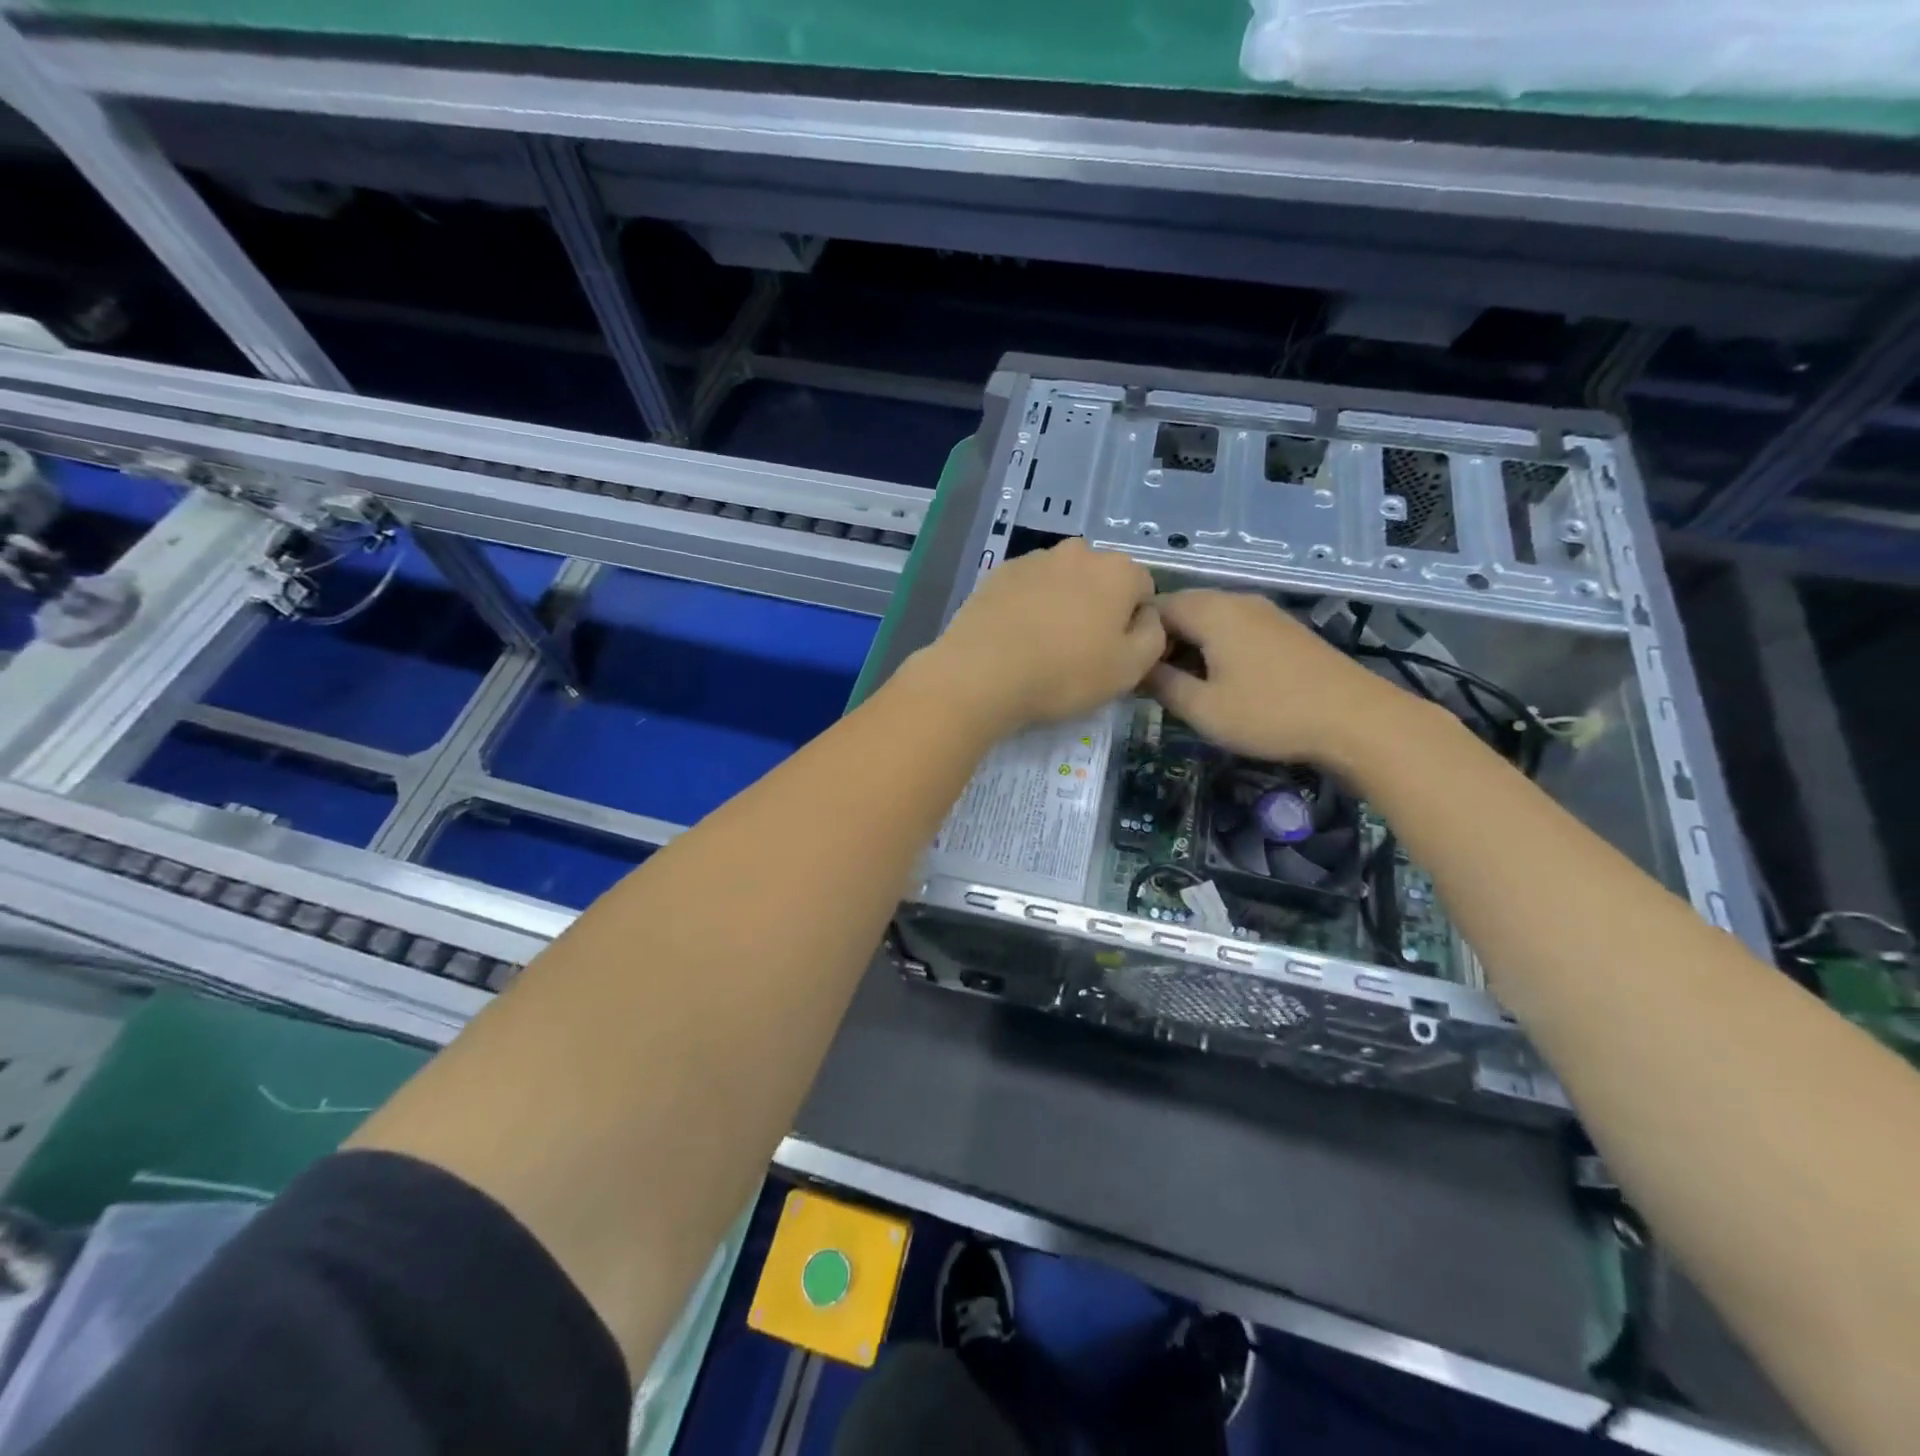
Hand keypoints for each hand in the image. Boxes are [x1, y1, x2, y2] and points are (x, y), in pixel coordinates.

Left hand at [910, 538, 1163, 736]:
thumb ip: (1153, 636)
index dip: (1134, 622)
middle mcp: (1078, 552)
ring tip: (1043, 646)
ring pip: (1061, 581)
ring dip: (1061, 604)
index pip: (1142, 588)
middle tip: (1080, 650)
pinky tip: (1016, 639)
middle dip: (1097, 607)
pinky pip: (1027, 588)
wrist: (982, 673)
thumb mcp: (1130, 668)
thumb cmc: (1065, 673)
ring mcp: (1034, 559)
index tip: (1115, 653)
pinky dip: (1028, 607)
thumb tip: (1146, 617)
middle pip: (1100, 579)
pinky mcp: (997, 573)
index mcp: (1118, 570)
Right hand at [1147, 590, 1420, 765]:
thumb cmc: (1270, 714)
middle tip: (1152, 682)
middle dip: (1162, 641)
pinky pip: (1234, 628)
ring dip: (1189, 646)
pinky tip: (1221, 680)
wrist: (1356, 720)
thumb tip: (1138, 670)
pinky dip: (1216, 647)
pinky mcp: (1284, 629)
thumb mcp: (1203, 709)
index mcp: (1211, 611)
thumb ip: (1162, 685)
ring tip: (1183, 685)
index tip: (1129, 671)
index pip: (1155, 607)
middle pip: (1183, 609)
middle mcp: (1236, 600)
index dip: (1136, 637)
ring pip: (1210, 619)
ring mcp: (1265, 612)